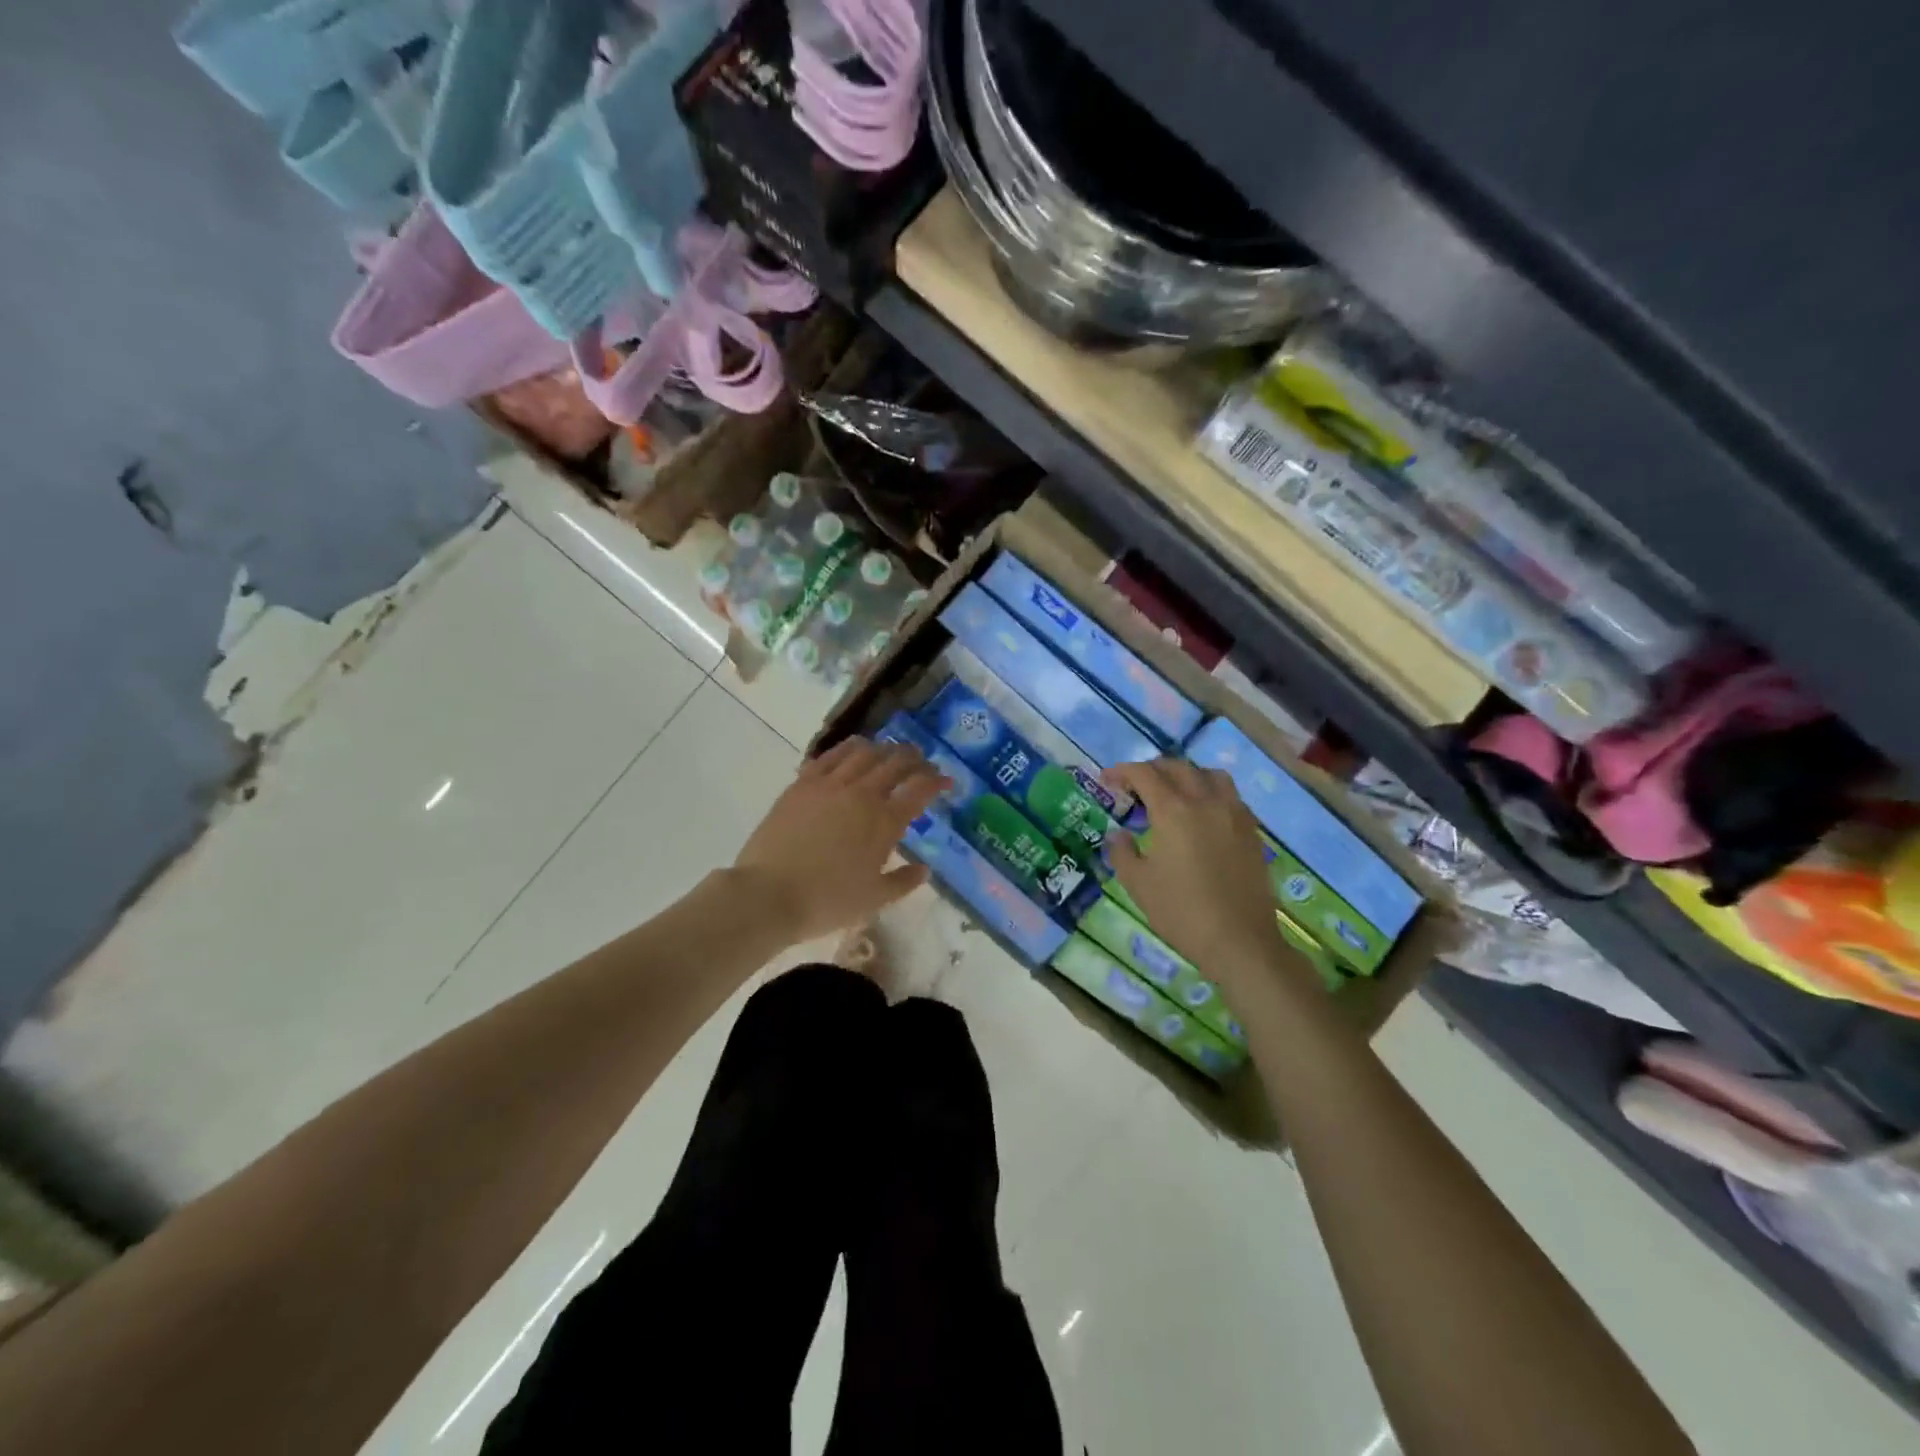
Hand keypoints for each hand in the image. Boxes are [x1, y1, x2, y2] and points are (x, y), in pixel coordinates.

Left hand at [733, 737, 949, 943]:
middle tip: (923, 763)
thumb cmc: (826, 901)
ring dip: (883, 749)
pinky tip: (851, 752)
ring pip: (863, 752)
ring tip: (889, 752)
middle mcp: (861, 794)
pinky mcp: (801, 784)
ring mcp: (829, 784)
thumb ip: (903, 882)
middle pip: (895, 762)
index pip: (920, 789)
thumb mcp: (874, 900)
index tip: (947, 782)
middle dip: (915, 759)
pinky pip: (829, 756)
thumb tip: (924, 869)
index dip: (938, 781)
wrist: (768, 894)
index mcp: (884, 821)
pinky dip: (847, 749)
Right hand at [1103, 760, 1301, 994]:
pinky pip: (1230, 795)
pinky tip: (1203, 814)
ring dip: (1186, 775)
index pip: (1144, 774)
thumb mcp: (1138, 884)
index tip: (1107, 780)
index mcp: (1173, 811)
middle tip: (1135, 786)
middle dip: (1152, 769)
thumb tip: (1118, 834)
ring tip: (1173, 792)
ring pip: (1209, 775)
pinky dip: (1211, 792)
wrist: (1239, 940)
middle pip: (1177, 767)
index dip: (1122, 772)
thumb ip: (1122, 852)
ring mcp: (1233, 814)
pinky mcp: (1251, 830)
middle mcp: (1205, 802)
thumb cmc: (1182, 912)